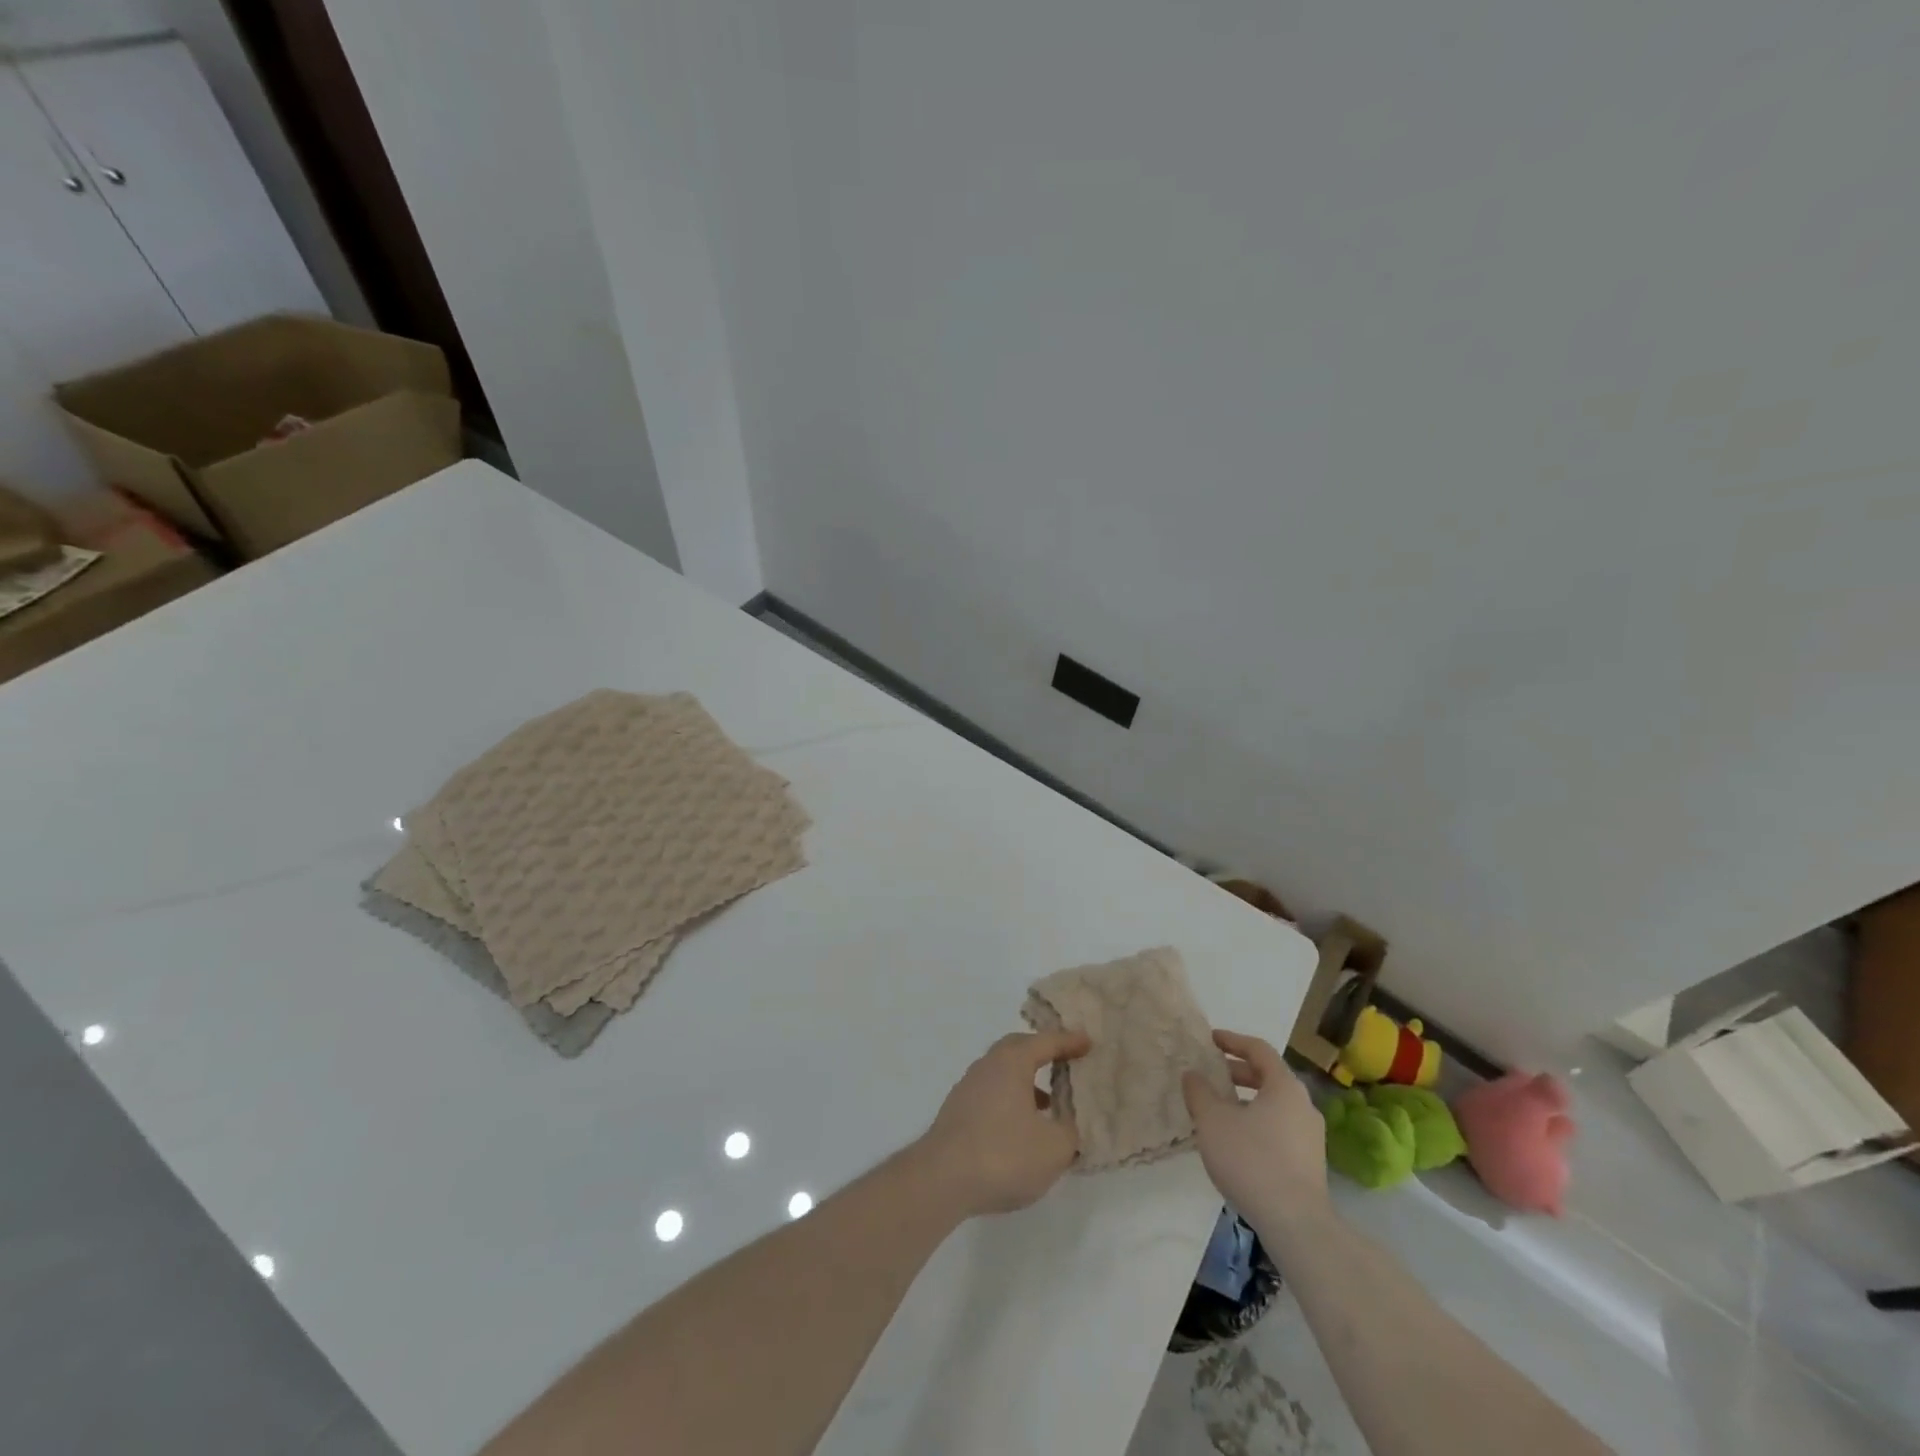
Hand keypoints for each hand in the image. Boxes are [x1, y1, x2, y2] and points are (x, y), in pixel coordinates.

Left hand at [914, 1030, 1091, 1218]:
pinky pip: (992, 1093)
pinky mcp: (957, 1112)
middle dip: (1043, 1053)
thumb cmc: (1003, 1154)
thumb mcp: (1054, 1148)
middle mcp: (987, 1065)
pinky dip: (1011, 1100)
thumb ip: (1070, 1131)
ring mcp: (968, 1088)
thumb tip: (1069, 1124)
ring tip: (1049, 1104)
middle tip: (1065, 1062)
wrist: (941, 1179)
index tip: (1088, 1042)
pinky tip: (1021, 1128)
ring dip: (1027, 1081)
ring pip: (1003, 1072)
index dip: (1069, 1042)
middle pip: (1019, 1049)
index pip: (1045, 1042)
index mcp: (1012, 1062)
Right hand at [1182, 1030, 1330, 1236]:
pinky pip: (1279, 1128)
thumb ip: (1199, 1091)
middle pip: (1268, 1077)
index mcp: (1284, 1086)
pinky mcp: (1309, 1163)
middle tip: (1211, 1074)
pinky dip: (1256, 1122)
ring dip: (1246, 1100)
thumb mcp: (1212, 1120)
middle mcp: (1303, 1105)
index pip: (1258, 1049)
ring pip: (1274, 1105)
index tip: (1210, 1040)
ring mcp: (1310, 1136)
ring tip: (1218, 1110)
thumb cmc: (1251, 1159)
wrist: (1295, 1223)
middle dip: (1237, 1072)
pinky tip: (1235, 1141)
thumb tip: (1193, 1075)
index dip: (1232, 1040)